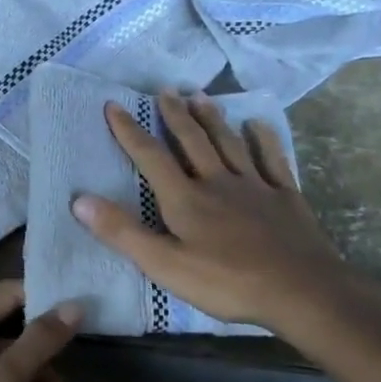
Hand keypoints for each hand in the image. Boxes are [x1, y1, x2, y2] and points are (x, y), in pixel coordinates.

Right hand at [72, 93, 344, 331]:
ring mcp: (255, 187)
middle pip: (193, 141)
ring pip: (229, 144)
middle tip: (165, 90)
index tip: (113, 105)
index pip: (151, 157)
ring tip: (200, 96)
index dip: (129, 131)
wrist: (301, 291)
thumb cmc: (227, 282)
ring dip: (212, 119)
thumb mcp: (164, 265)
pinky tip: (258, 125)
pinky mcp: (285, 197)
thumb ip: (123, 232)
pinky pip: (272, 160)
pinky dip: (263, 139)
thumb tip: (79, 200)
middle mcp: (217, 182)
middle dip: (175, 115)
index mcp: (186, 199)